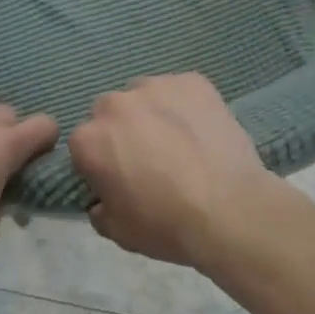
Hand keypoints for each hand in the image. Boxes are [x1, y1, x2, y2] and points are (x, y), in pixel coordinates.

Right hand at [68, 73, 277, 268]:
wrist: (229, 209)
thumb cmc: (167, 225)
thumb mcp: (120, 232)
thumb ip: (100, 210)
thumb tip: (101, 200)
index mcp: (90, 139)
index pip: (84, 145)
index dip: (101, 163)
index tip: (119, 179)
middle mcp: (115, 103)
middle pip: (111, 112)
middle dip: (124, 131)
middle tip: (150, 158)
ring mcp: (155, 86)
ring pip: (145, 96)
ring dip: (153, 114)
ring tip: (180, 142)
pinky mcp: (191, 81)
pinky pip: (181, 90)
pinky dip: (186, 106)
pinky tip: (202, 130)